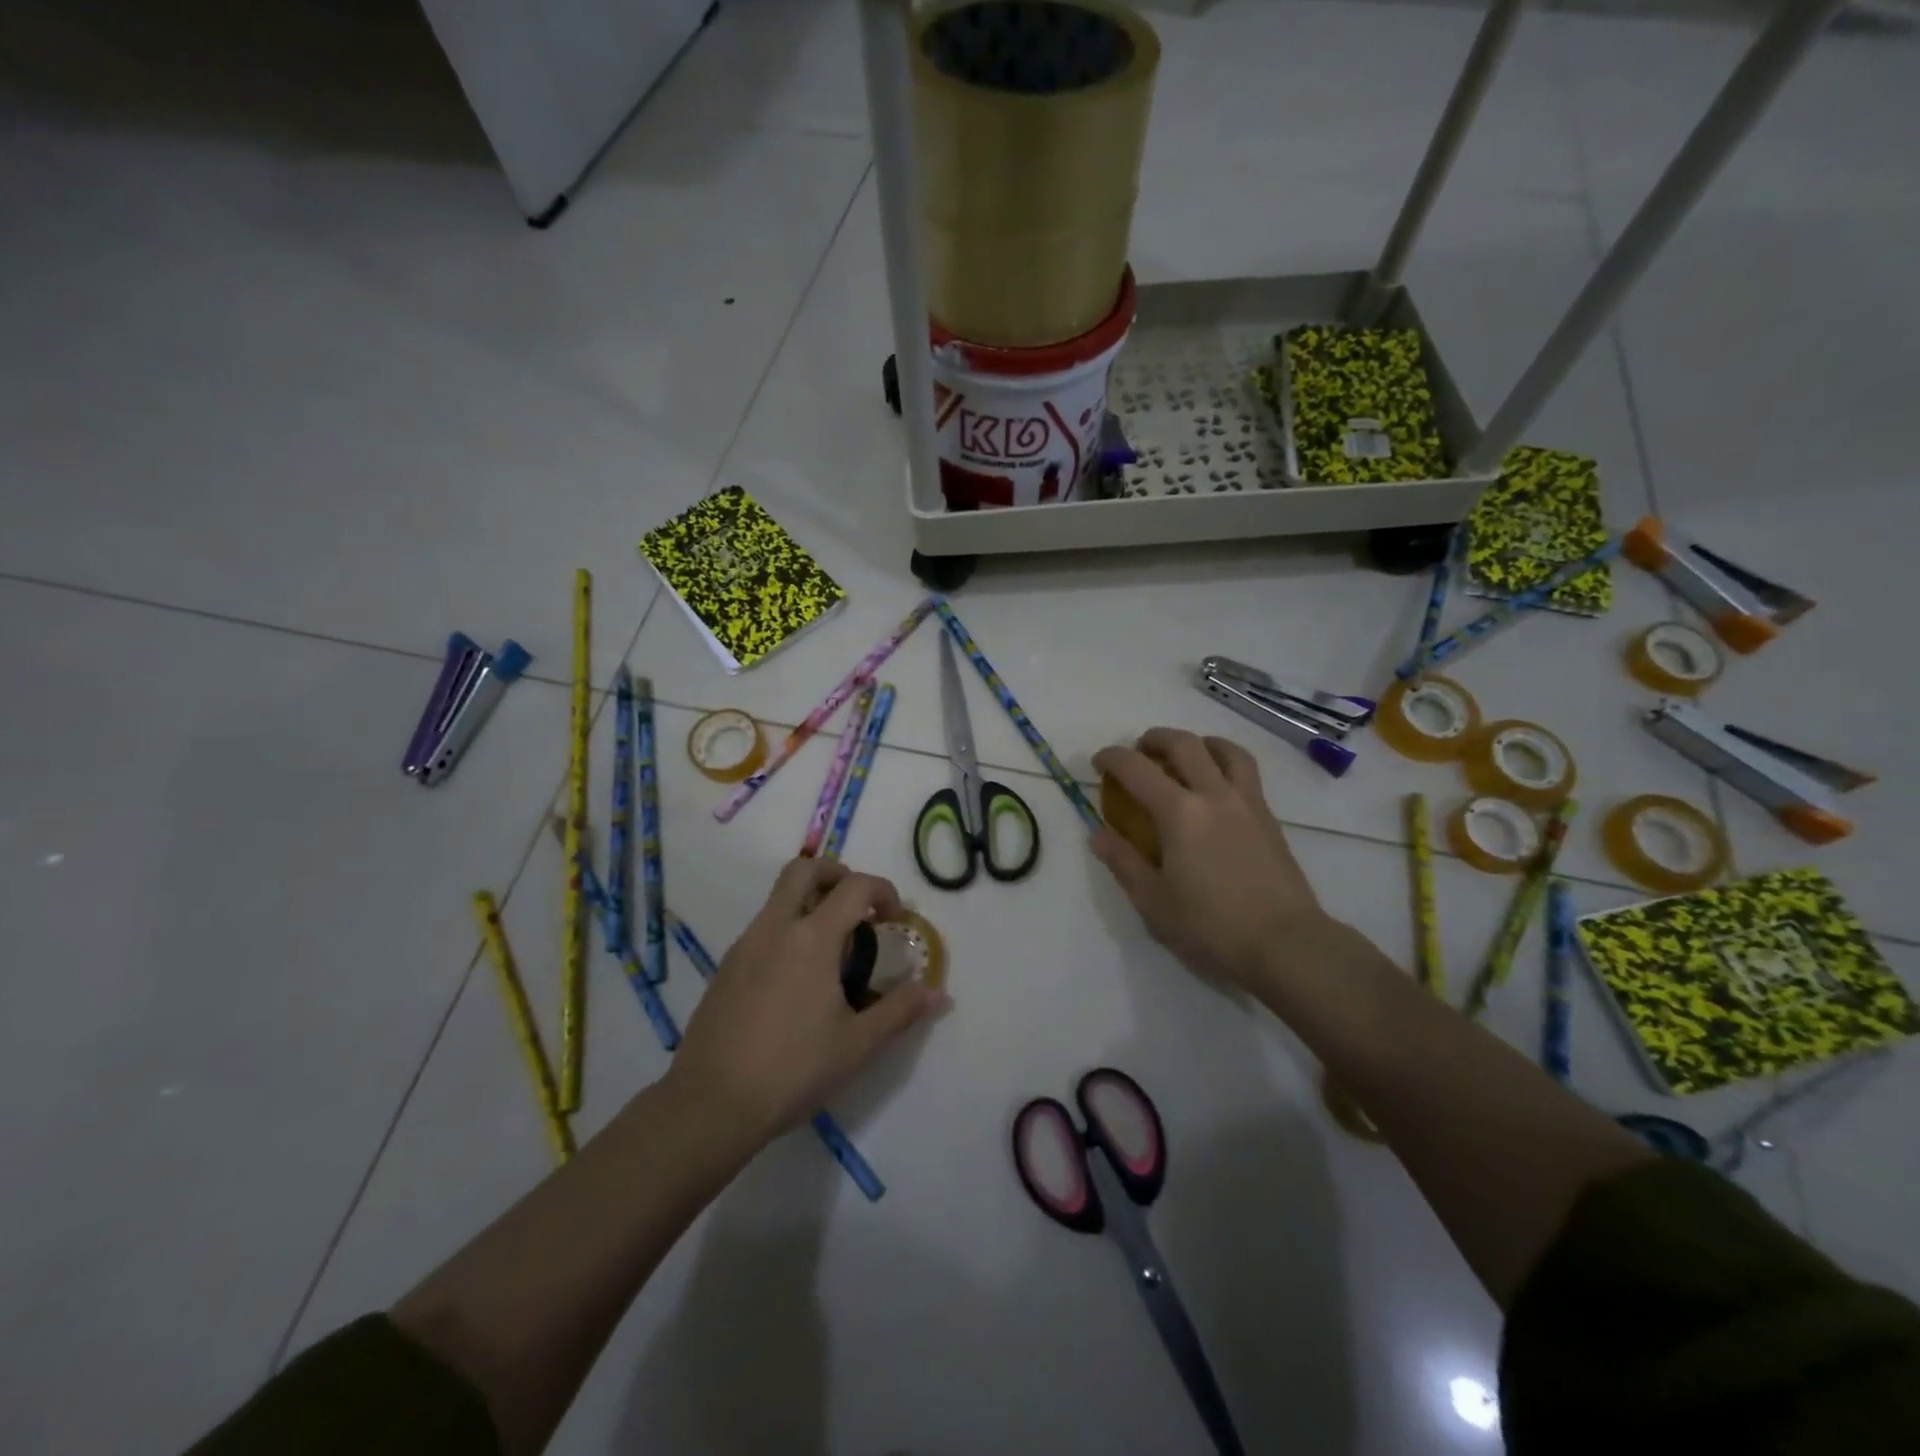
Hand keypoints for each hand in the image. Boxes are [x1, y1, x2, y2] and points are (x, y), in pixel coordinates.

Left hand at [668, 857, 948, 1144]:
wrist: (710, 1104)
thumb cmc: (792, 1069)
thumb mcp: (857, 1044)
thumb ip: (900, 1011)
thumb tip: (937, 992)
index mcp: (811, 938)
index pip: (854, 886)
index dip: (883, 891)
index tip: (896, 917)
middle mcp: (774, 928)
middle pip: (803, 870)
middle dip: (836, 875)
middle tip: (858, 909)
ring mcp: (744, 945)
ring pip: (778, 897)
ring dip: (810, 903)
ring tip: (832, 952)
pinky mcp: (725, 968)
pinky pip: (763, 928)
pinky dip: (787, 930)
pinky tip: (797, 980)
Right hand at [1091, 729, 1329, 991]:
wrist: (1286, 945)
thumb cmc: (1212, 927)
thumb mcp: (1153, 902)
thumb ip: (1123, 862)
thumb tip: (1098, 834)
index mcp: (1179, 813)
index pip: (1137, 769)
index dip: (1112, 758)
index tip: (1099, 762)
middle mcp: (1214, 795)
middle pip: (1184, 744)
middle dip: (1155, 739)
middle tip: (1139, 751)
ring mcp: (1247, 803)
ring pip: (1224, 750)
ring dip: (1198, 743)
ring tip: (1185, 756)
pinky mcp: (1269, 818)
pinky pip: (1246, 772)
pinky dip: (1224, 762)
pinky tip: (1216, 787)